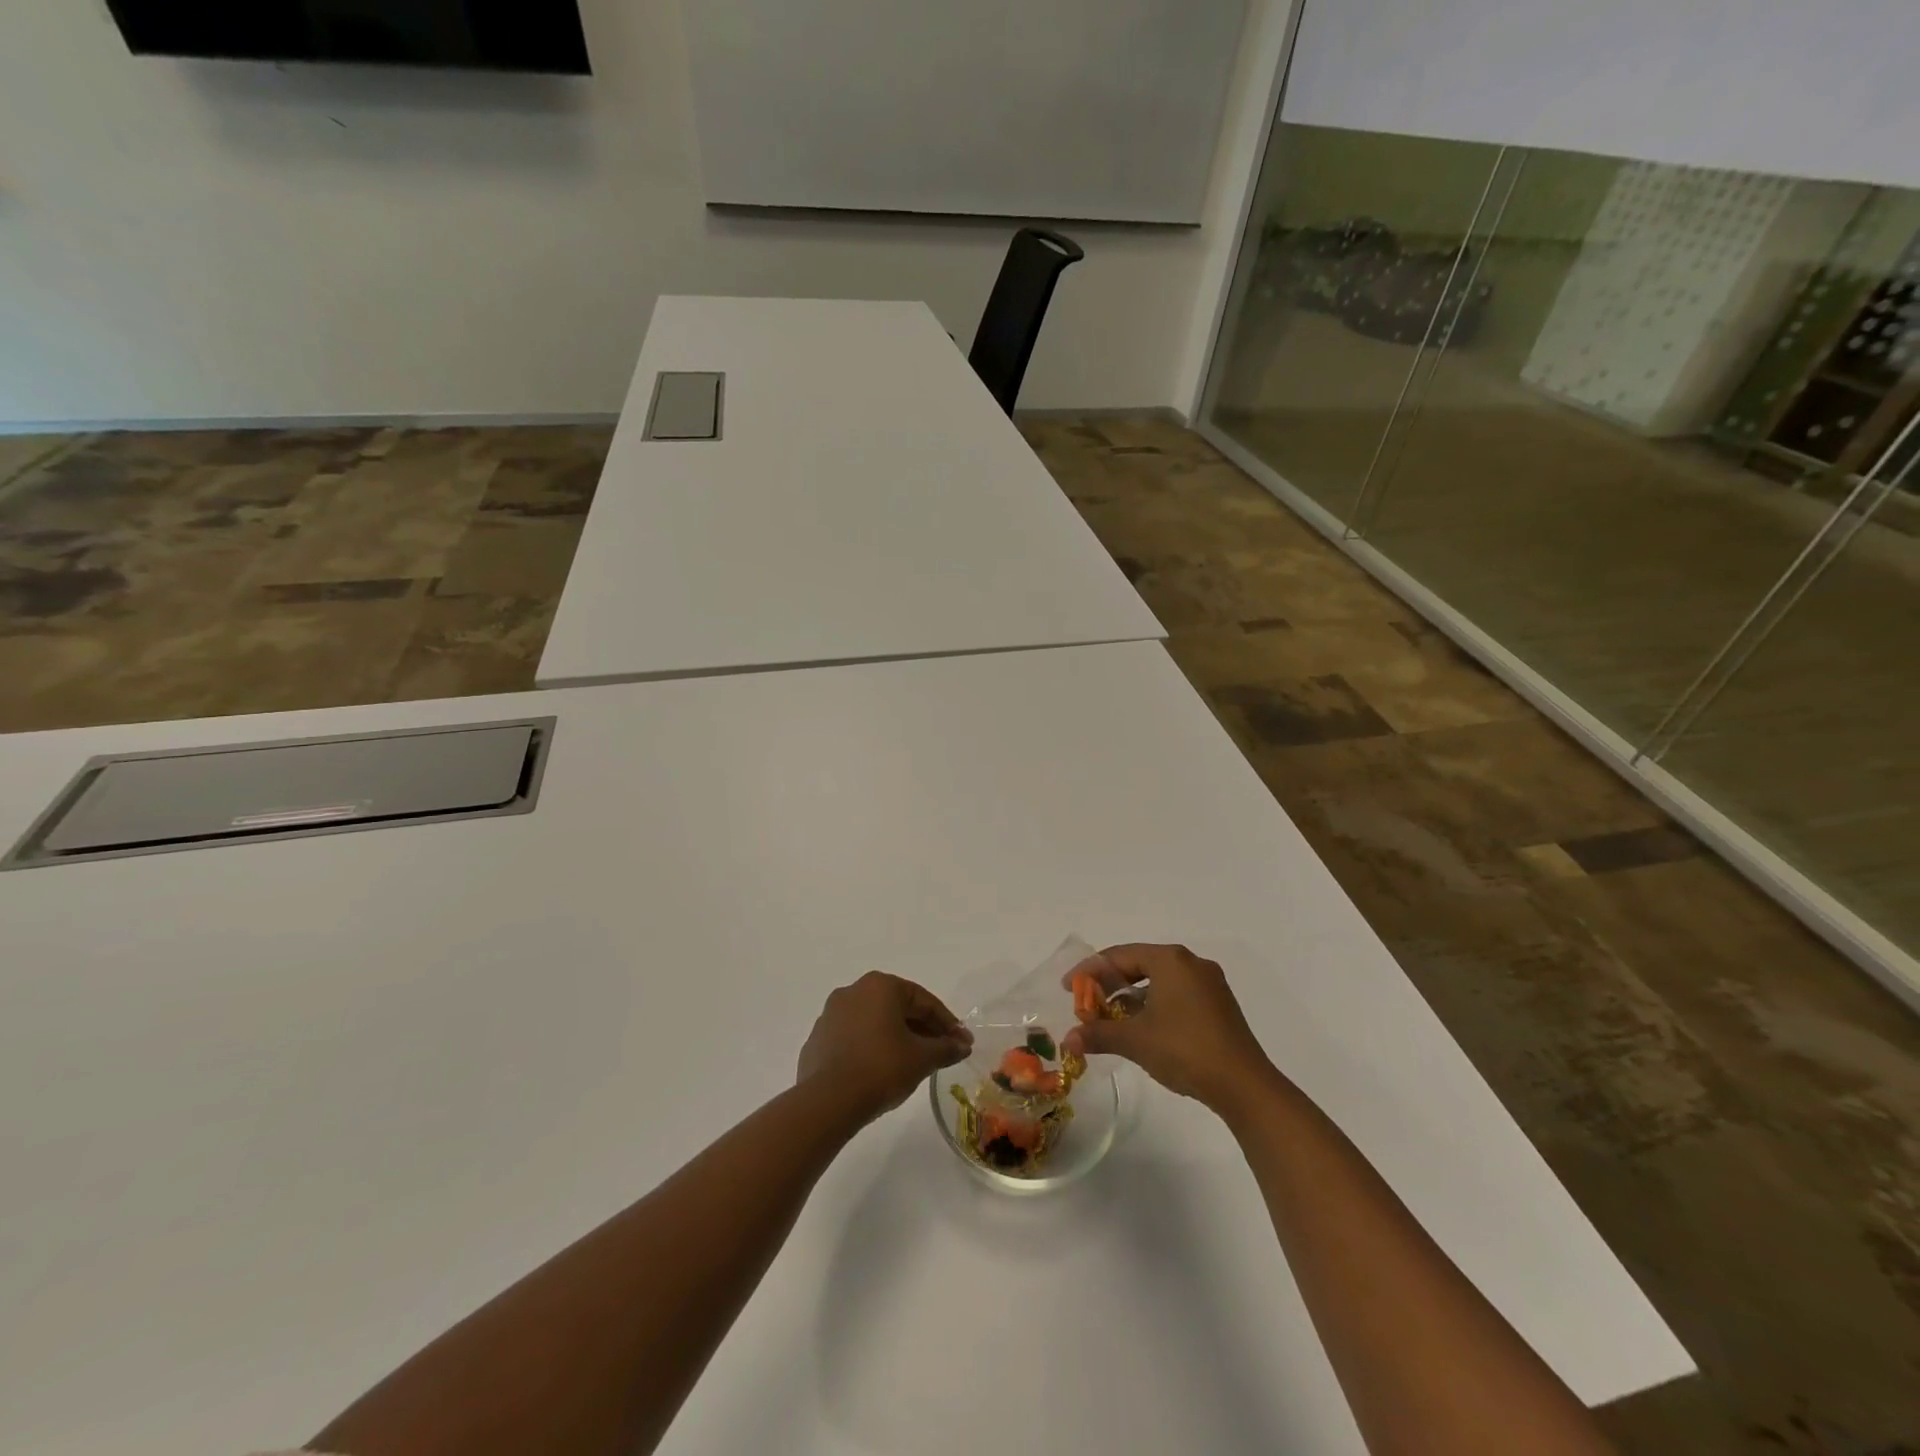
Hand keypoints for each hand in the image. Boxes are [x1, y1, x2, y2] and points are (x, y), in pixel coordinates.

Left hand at [797, 972, 973, 1123]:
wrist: (827, 1102)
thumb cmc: (881, 1068)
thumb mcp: (922, 1059)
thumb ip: (946, 1048)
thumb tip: (962, 1045)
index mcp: (881, 986)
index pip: (924, 1001)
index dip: (948, 1023)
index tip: (963, 1043)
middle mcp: (854, 990)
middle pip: (898, 1007)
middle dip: (923, 1029)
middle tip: (942, 1051)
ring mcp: (831, 1014)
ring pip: (875, 1021)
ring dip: (897, 1037)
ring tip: (914, 1062)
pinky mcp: (818, 1038)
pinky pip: (854, 1037)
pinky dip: (872, 1047)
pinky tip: (882, 1069)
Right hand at [1062, 944, 1275, 1113]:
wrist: (1244, 1085)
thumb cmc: (1185, 1050)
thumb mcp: (1136, 1040)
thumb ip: (1099, 1034)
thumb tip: (1068, 1040)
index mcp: (1170, 959)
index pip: (1119, 955)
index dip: (1090, 972)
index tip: (1068, 989)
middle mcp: (1191, 963)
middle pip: (1140, 964)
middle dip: (1110, 984)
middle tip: (1087, 1003)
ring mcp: (1209, 984)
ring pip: (1159, 981)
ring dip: (1131, 997)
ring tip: (1110, 1018)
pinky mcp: (1219, 1005)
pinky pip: (1177, 994)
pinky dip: (1154, 1005)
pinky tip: (1142, 1028)